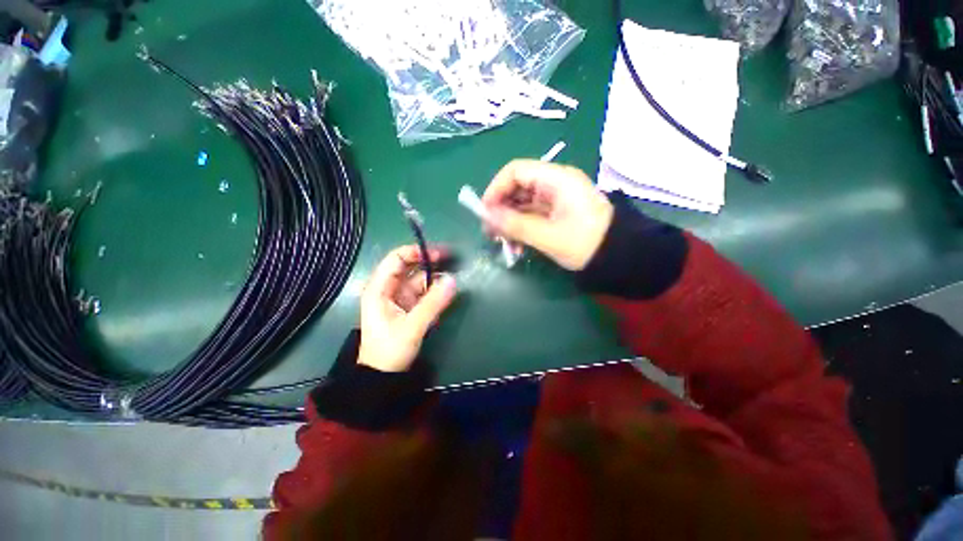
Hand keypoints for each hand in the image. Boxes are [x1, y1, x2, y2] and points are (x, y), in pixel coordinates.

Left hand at [358, 245, 456, 372]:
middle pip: (408, 266)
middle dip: (428, 261)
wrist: (383, 376)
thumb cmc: (390, 350)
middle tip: (450, 259)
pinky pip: (423, 292)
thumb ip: (433, 303)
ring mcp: (399, 297)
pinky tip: (446, 290)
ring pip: (418, 279)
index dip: (416, 252)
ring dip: (434, 276)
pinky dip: (434, 290)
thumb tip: (453, 280)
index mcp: (379, 289)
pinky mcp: (408, 306)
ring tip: (452, 275)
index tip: (438, 254)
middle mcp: (388, 288)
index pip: (396, 259)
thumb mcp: (412, 327)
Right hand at [482, 160, 613, 270]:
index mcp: (556, 179)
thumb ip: (515, 225)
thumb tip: (485, 216)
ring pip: (522, 204)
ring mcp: (556, 199)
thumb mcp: (548, 236)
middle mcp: (554, 184)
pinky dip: (521, 228)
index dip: (496, 189)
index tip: (485, 212)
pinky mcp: (557, 213)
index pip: (516, 171)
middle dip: (501, 210)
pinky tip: (517, 246)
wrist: (620, 257)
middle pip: (517, 188)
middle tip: (490, 233)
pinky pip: (532, 215)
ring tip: (503, 243)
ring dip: (510, 223)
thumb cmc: (586, 243)